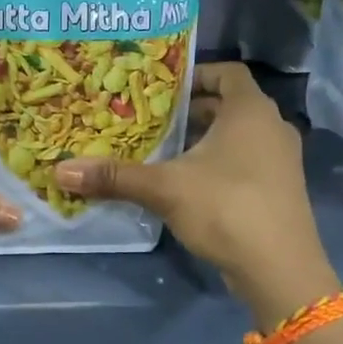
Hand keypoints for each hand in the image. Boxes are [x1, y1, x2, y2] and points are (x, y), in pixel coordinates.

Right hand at [53, 62, 337, 323]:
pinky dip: (218, 164)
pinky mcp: (279, 190)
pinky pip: (245, 162)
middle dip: (190, 111)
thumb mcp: (165, 188)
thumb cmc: (226, 209)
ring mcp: (281, 161)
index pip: (227, 72)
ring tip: (162, 150)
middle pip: (228, 105)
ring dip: (203, 140)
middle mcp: (272, 127)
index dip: (195, 74)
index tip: (161, 89)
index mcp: (251, 111)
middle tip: (150, 120)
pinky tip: (186, 184)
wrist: (280, 270)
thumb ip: (115, 176)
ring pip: (237, 136)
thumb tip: (61, 171)